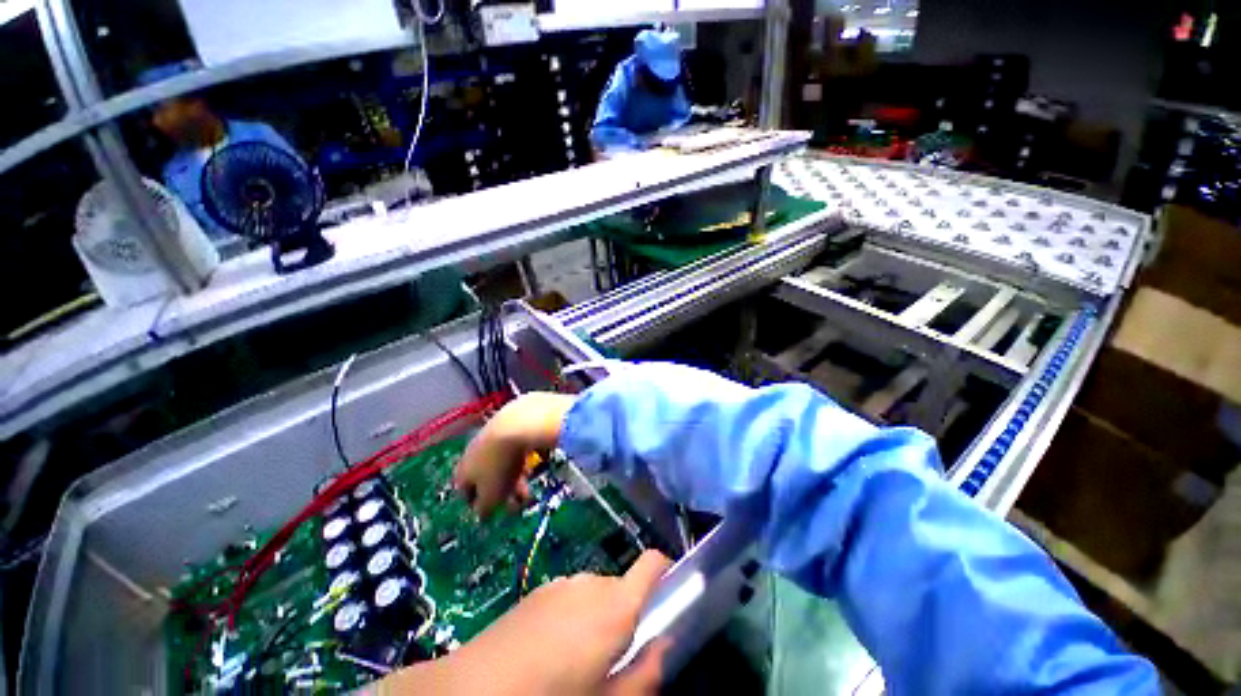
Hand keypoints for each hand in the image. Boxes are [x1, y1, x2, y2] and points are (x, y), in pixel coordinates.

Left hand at [374, 551, 673, 695]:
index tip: (671, 595)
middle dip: (628, 612)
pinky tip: (551, 649)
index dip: (667, 571)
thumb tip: (666, 647)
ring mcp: (563, 583)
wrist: (473, 689)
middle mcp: (592, 582)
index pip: (653, 563)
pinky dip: (574, 614)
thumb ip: (645, 675)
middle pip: (624, 585)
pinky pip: (571, 595)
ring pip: (597, 592)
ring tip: (579, 657)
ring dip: (599, 615)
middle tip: (616, 654)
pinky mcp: (539, 589)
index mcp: (615, 607)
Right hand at [453, 392, 576, 515]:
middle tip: (522, 499)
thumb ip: (485, 509)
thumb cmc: (501, 464)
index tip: (498, 511)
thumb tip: (483, 514)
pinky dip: (525, 455)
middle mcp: (473, 451)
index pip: (465, 493)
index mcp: (463, 470)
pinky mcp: (512, 422)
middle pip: (488, 476)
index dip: (482, 505)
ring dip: (517, 475)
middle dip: (506, 491)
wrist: (520, 422)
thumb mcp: (492, 496)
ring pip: (504, 461)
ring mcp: (492, 434)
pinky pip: (517, 445)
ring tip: (532, 479)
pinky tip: (538, 458)